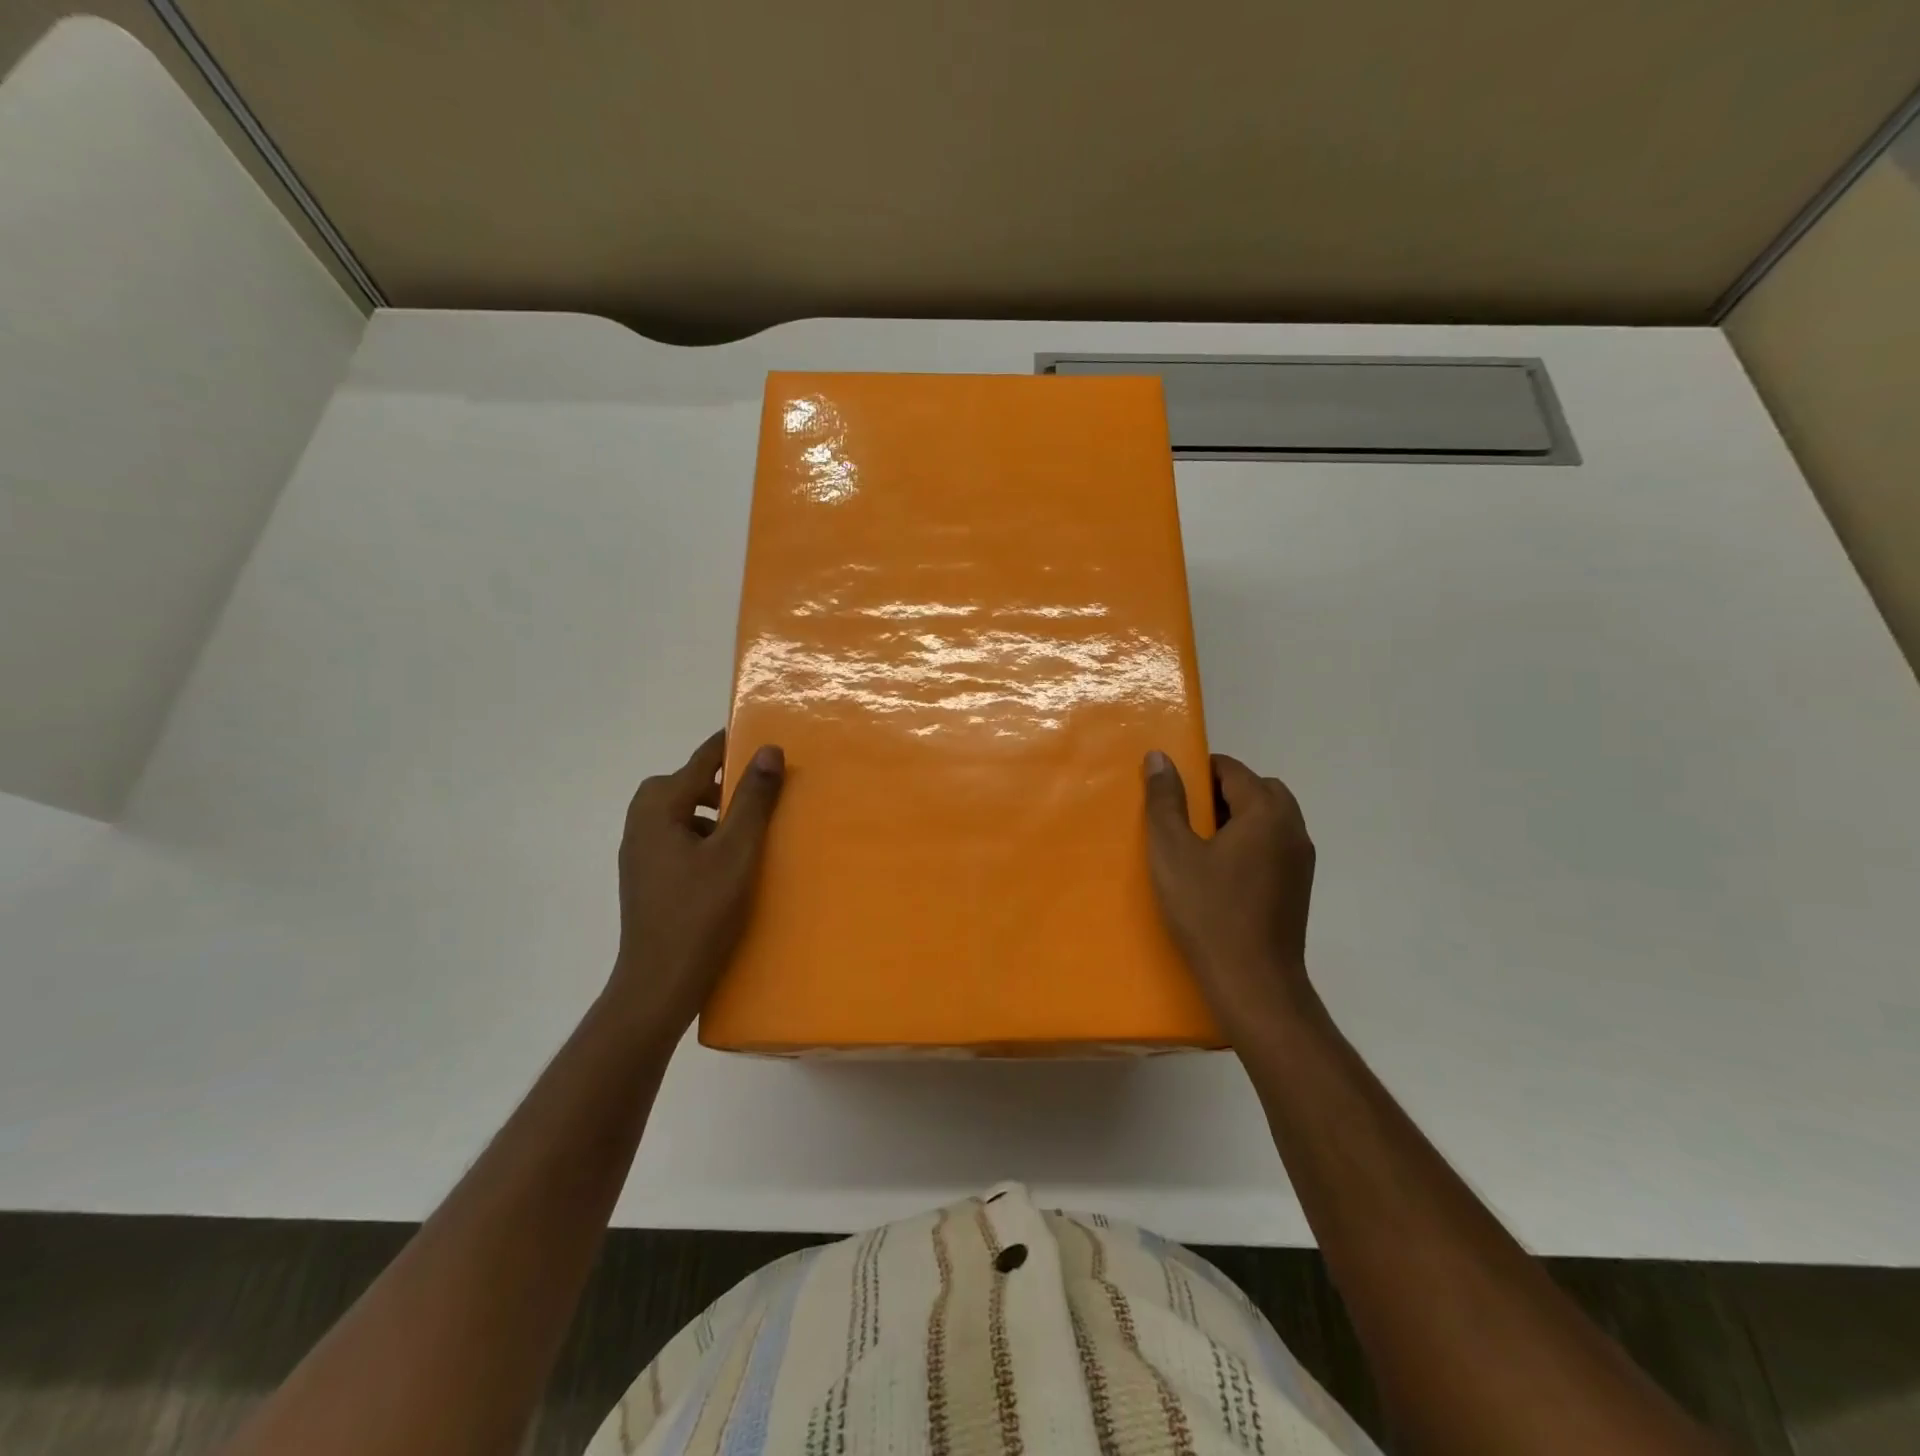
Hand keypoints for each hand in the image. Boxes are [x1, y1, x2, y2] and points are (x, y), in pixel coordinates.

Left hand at [607, 730, 784, 1045]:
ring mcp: (639, 856)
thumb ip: (752, 800)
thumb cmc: (700, 914)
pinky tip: (725, 862)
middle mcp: (640, 826)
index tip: (756, 734)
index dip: (727, 747)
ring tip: (745, 828)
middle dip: (715, 782)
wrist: (658, 986)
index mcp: (658, 811)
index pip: (698, 763)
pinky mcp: (646, 880)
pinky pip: (674, 840)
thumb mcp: (736, 853)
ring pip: (676, 814)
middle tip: (751, 791)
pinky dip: (700, 836)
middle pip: (679, 785)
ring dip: (707, 812)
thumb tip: (768, 750)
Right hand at [1143, 751, 1318, 1039]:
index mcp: (1266, 813)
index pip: (1233, 769)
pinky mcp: (1299, 888)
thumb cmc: (1208, 912)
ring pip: (1270, 818)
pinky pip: (1275, 845)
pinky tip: (1222, 873)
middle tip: (1186, 816)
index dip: (1199, 771)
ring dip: (1239, 818)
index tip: (1171, 791)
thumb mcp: (1172, 852)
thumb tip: (1160, 757)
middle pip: (1258, 789)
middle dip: (1222, 792)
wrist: (1253, 984)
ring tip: (1201, 845)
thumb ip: (1165, 800)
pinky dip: (1251, 843)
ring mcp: (1301, 861)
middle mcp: (1293, 829)